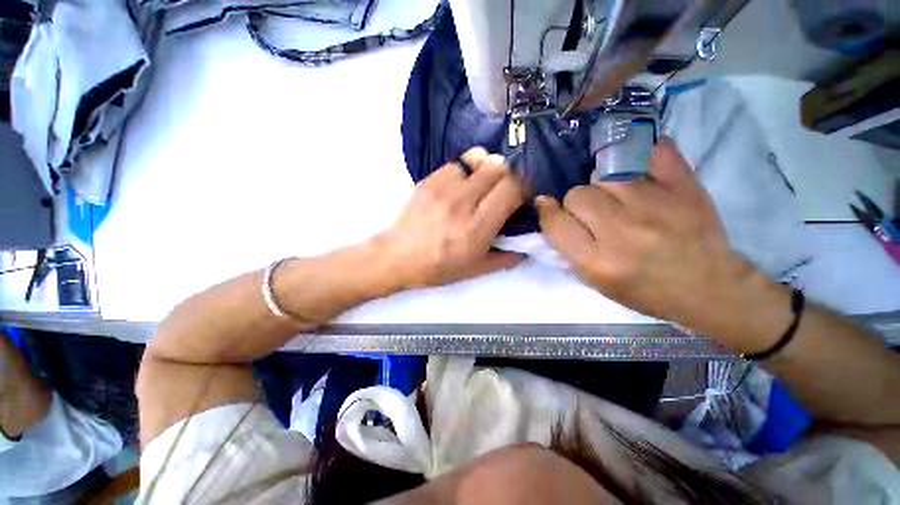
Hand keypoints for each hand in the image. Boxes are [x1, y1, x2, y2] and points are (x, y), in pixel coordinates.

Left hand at [375, 147, 523, 289]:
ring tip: (485, 182)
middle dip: (510, 175)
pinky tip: (465, 182)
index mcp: (477, 228)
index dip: (524, 186)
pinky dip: (469, 166)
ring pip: (480, 157)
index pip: (512, 188)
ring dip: (490, 167)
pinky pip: (459, 161)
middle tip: (505, 189)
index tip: (522, 195)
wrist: (397, 256)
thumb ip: (504, 259)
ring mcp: (444, 188)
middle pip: (499, 167)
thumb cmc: (438, 267)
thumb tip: (524, 248)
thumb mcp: (475, 270)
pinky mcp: (429, 180)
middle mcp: (463, 203)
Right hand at [536, 138, 790, 341]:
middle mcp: (622, 231)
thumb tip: (549, 211)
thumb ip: (568, 249)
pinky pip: (654, 152)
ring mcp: (655, 205)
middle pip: (578, 194)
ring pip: (605, 175)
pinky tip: (637, 167)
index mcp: (598, 261)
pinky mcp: (684, 187)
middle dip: (577, 203)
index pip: (555, 223)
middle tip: (593, 213)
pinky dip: (642, 154)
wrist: (709, 287)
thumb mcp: (596, 282)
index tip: (549, 207)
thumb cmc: (645, 291)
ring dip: (603, 186)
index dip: (548, 212)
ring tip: (617, 198)